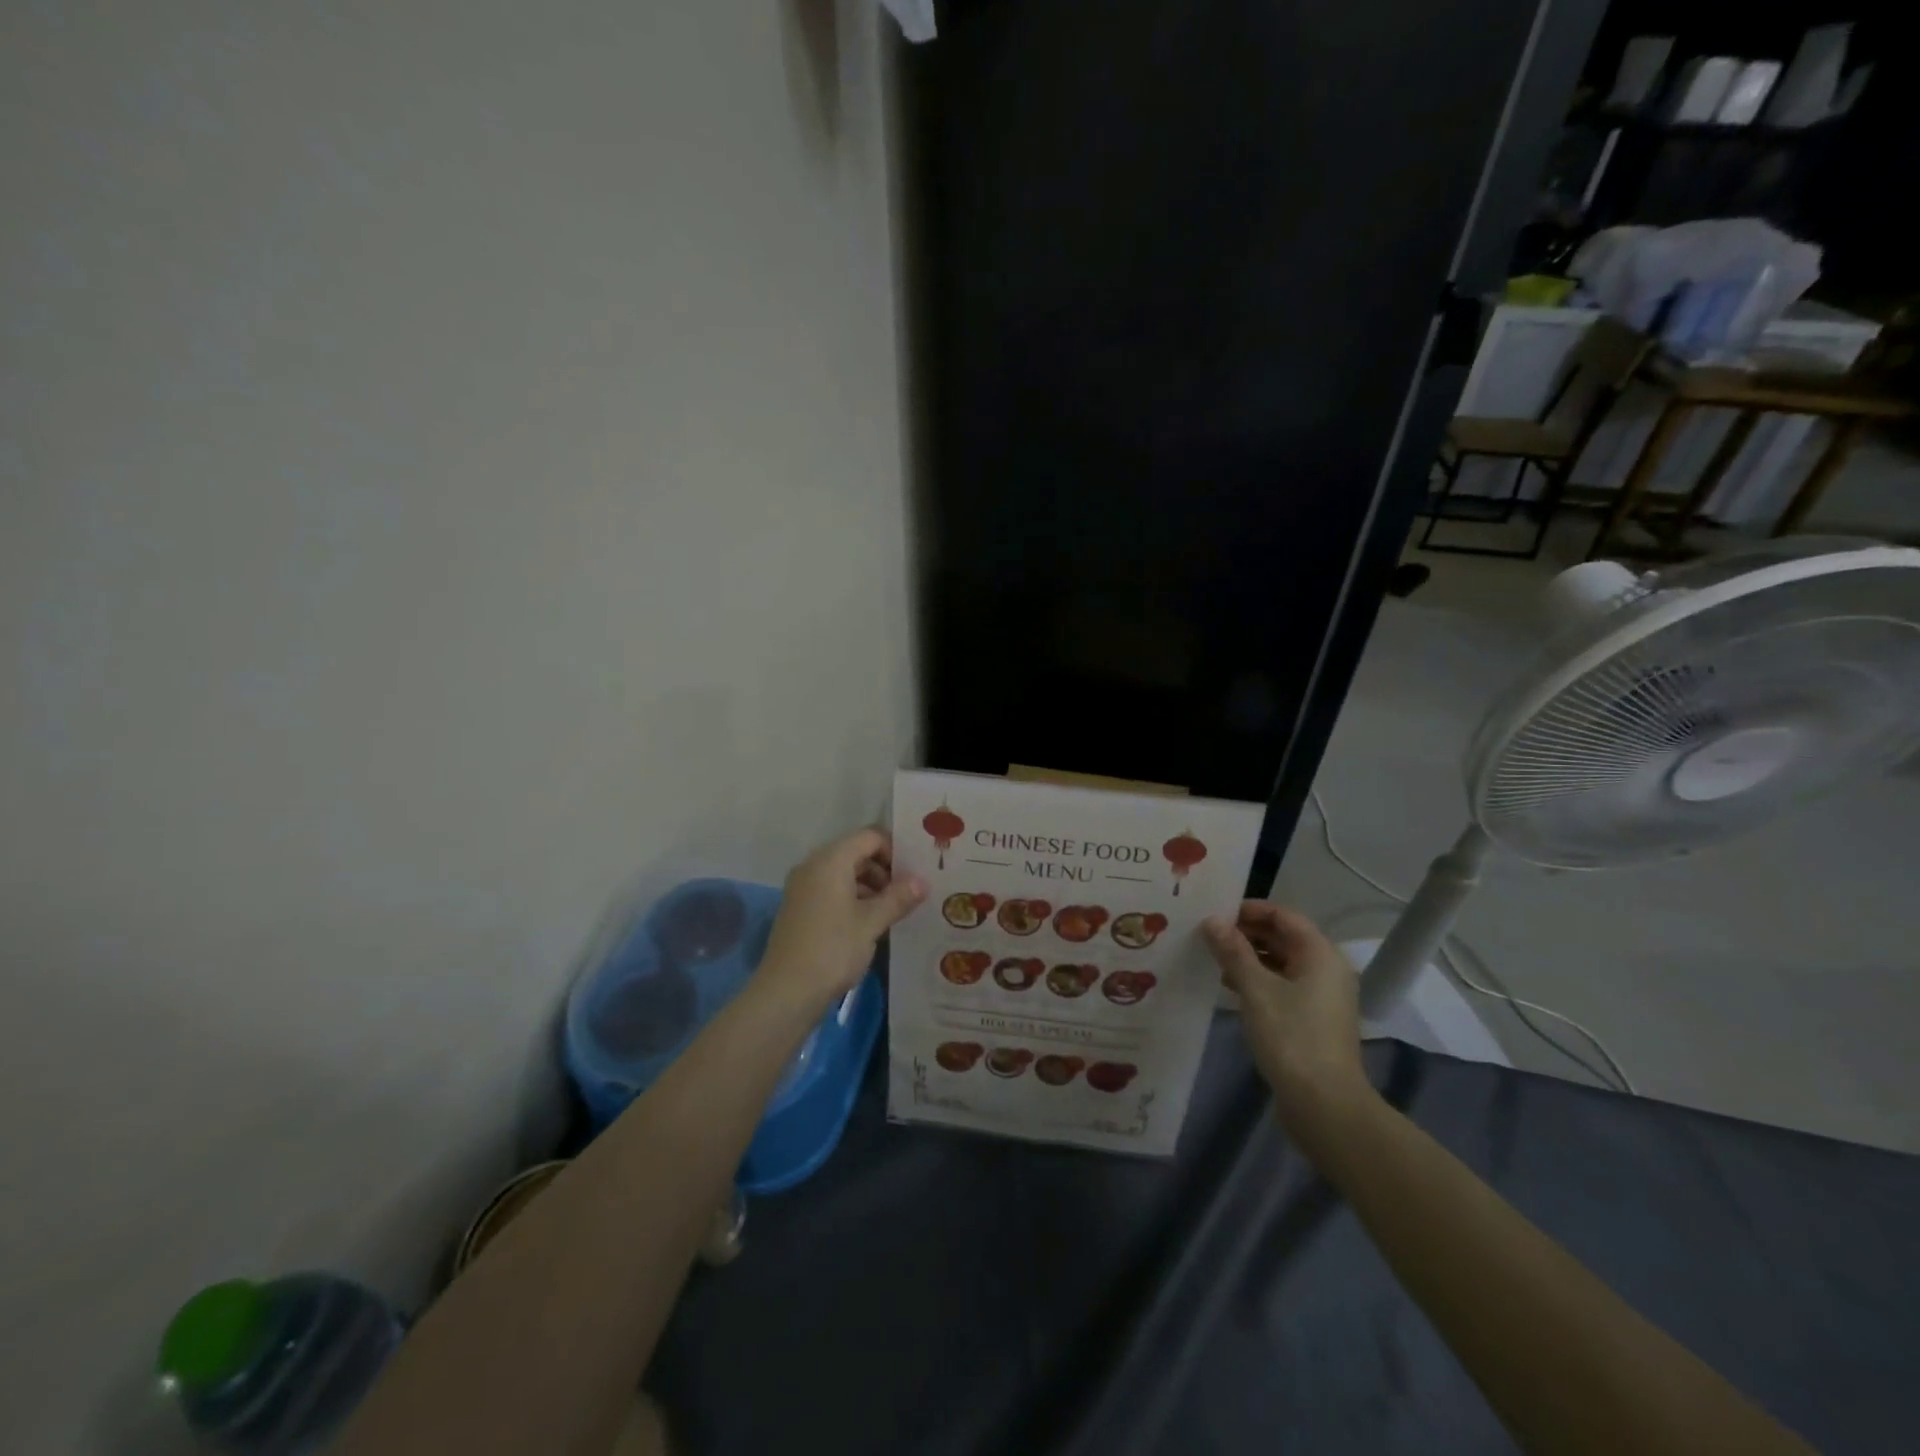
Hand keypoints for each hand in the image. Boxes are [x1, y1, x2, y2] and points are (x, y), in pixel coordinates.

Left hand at [759, 828, 925, 1012]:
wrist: (786, 992)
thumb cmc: (833, 950)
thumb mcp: (872, 923)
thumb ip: (898, 898)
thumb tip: (922, 881)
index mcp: (831, 860)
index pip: (869, 837)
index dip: (895, 850)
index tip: (915, 873)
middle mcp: (813, 866)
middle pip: (856, 853)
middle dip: (884, 869)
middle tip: (909, 893)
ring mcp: (802, 887)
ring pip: (844, 873)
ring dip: (870, 886)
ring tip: (894, 910)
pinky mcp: (799, 908)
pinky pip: (831, 890)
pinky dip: (853, 898)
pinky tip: (870, 922)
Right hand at [1203, 902, 1373, 1137]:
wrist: (1324, 1105)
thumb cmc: (1291, 1037)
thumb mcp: (1255, 989)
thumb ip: (1233, 951)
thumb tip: (1212, 921)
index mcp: (1320, 954)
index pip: (1283, 915)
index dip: (1250, 910)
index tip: (1216, 912)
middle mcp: (1326, 970)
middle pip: (1284, 938)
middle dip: (1246, 933)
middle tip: (1208, 935)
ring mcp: (1322, 997)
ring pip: (1282, 963)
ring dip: (1249, 957)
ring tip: (1213, 959)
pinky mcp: (1313, 1020)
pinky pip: (1283, 986)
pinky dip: (1258, 980)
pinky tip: (1230, 987)